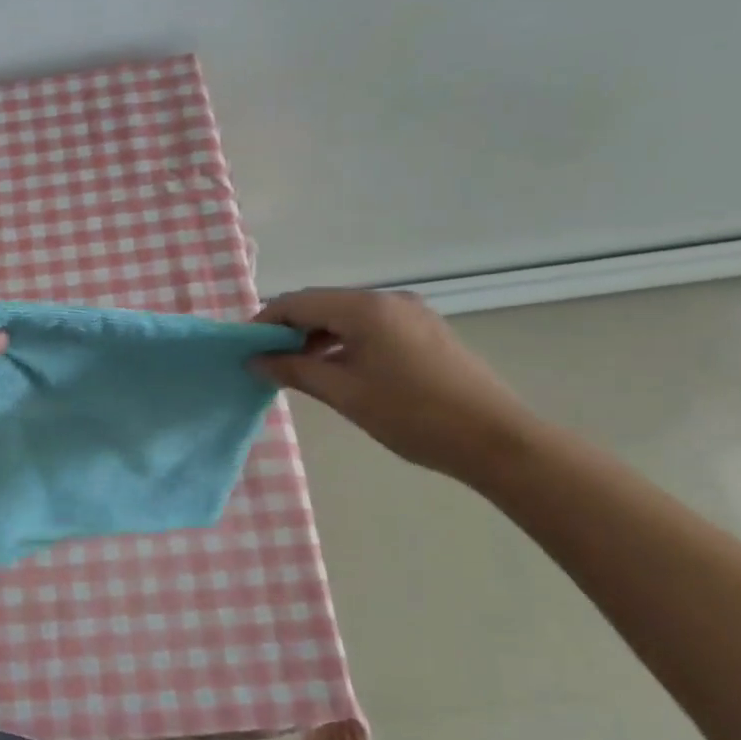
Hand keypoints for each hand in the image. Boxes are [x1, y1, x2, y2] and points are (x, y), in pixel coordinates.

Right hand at [254, 288, 545, 483]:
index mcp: (365, 309)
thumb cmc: (412, 415)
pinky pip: (371, 326)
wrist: (496, 439)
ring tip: (298, 369)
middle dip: (290, 328)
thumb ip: (295, 370)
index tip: (244, 348)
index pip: (298, 302)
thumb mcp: (344, 394)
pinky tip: (337, 368)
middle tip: (267, 361)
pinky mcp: (426, 331)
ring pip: (347, 315)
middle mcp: (388, 300)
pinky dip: (345, 341)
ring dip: (317, 336)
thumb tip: (255, 360)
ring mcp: (411, 313)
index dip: (265, 322)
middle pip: (323, 304)